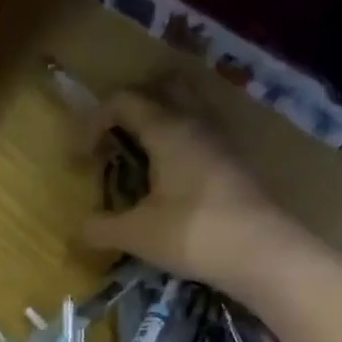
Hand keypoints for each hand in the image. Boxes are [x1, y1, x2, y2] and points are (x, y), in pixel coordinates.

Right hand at [75, 86, 315, 296]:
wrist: (261, 253)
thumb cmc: (192, 233)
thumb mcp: (135, 235)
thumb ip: (101, 228)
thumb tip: (80, 228)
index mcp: (168, 130)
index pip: (124, 102)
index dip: (94, 122)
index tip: (82, 158)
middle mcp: (196, 124)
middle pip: (164, 88)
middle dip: (133, 106)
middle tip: (113, 137)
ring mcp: (220, 142)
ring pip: (186, 110)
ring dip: (159, 123)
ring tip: (138, 157)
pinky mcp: (233, 164)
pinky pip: (198, 136)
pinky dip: (177, 144)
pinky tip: (166, 178)